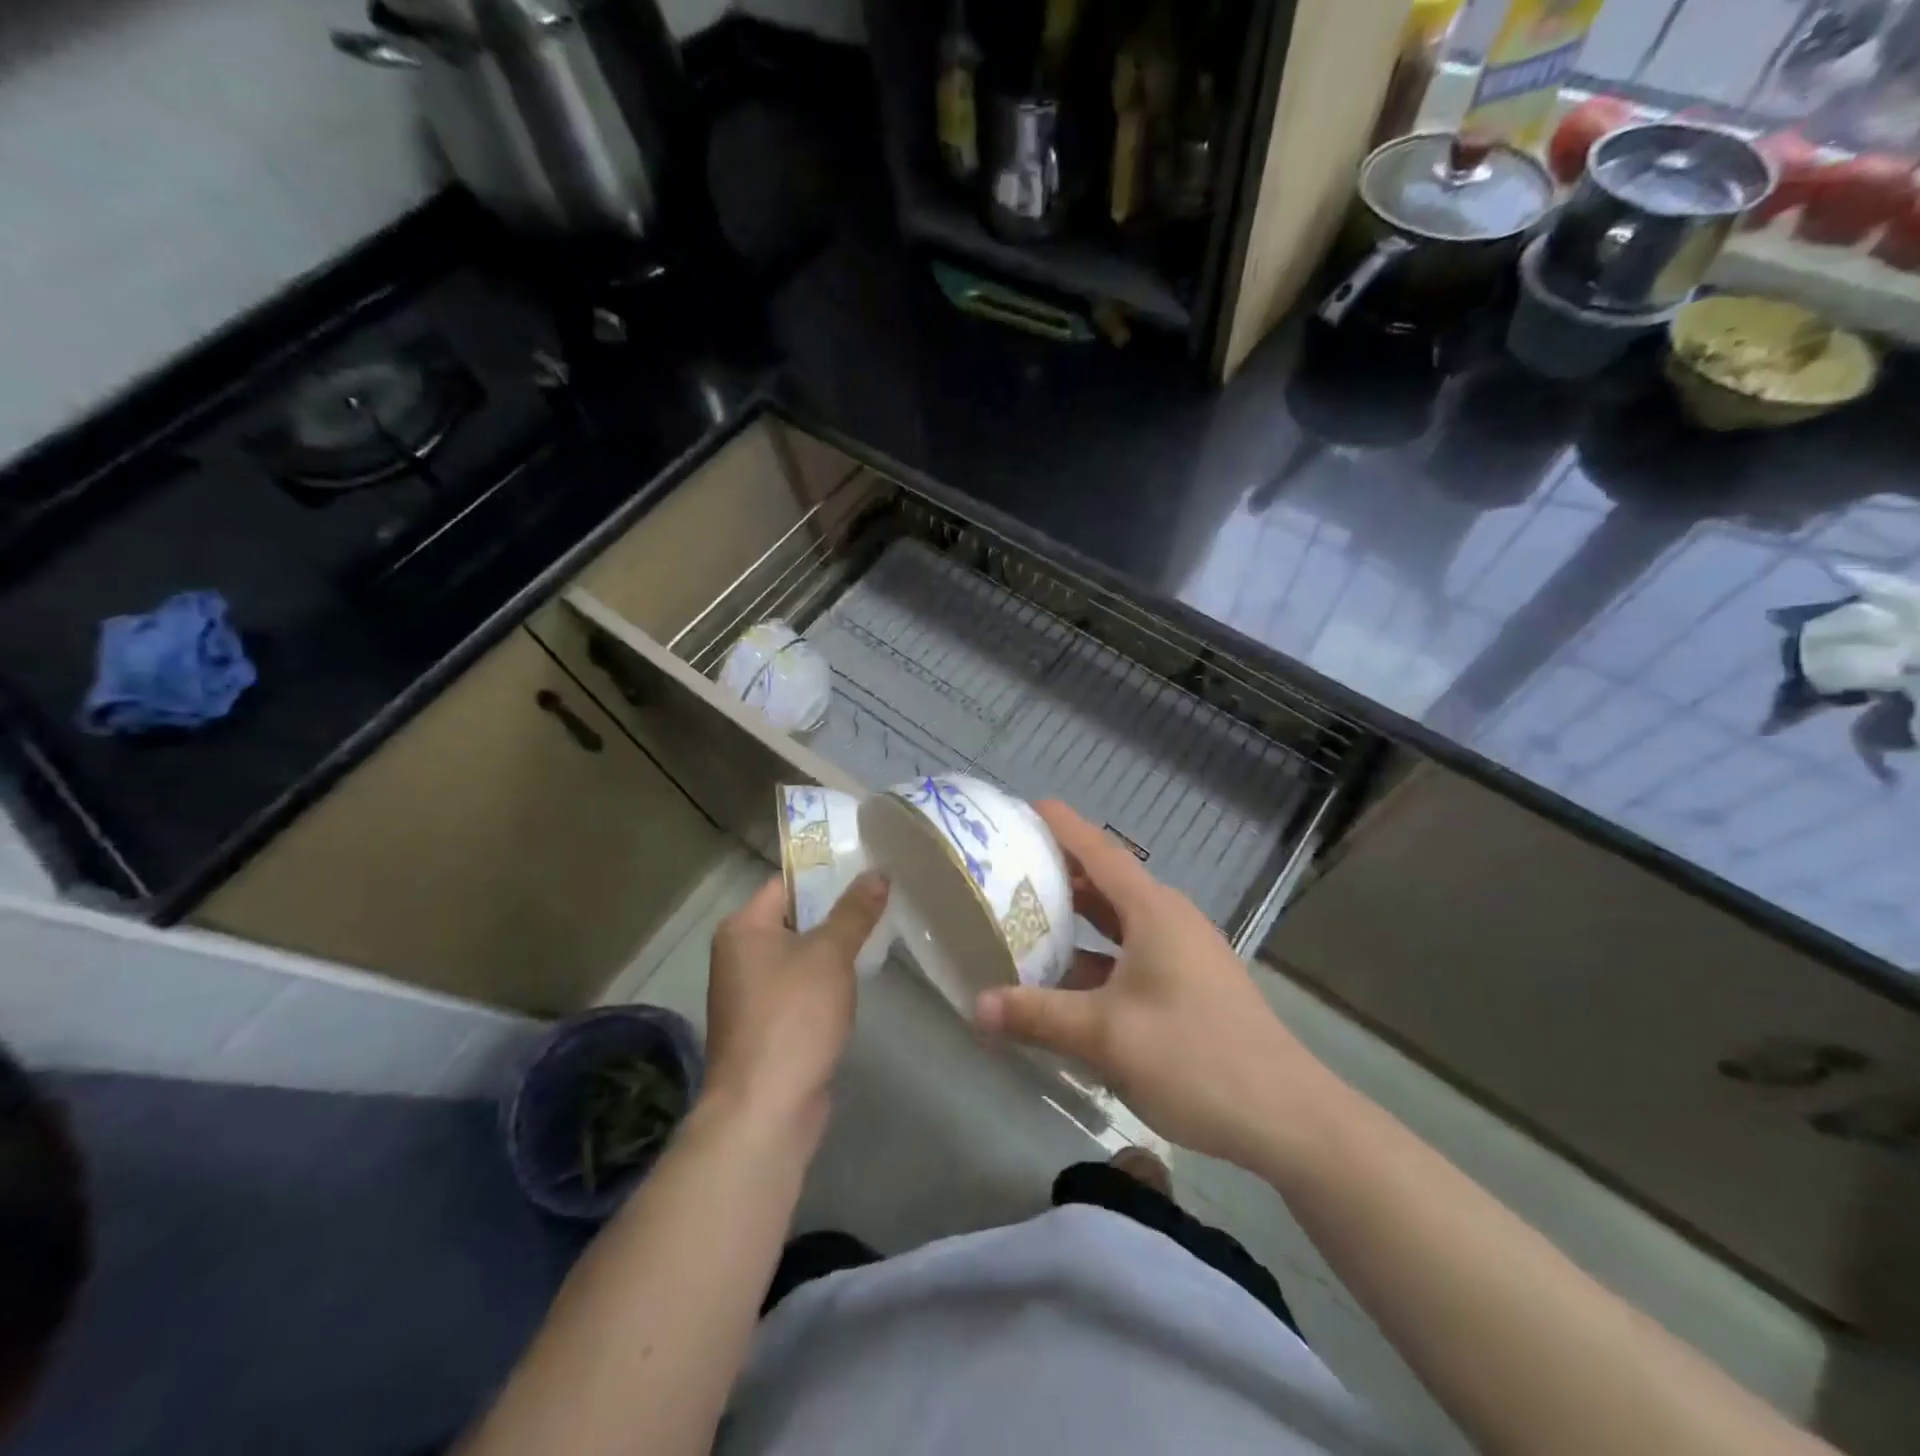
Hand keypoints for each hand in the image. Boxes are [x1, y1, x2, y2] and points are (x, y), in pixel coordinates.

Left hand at [703, 872, 887, 1135]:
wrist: (765, 1109)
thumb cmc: (793, 1018)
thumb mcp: (830, 955)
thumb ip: (854, 912)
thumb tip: (876, 873)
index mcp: (743, 928)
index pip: (787, 883)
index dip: (827, 873)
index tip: (870, 867)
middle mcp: (740, 954)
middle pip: (795, 917)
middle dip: (838, 910)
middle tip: (885, 897)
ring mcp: (753, 992)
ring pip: (802, 954)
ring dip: (836, 947)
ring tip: (881, 930)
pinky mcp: (769, 1024)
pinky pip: (802, 987)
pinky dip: (828, 980)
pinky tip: (860, 977)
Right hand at [974, 801, 1324, 1165]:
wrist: (1288, 1118)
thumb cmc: (1196, 1057)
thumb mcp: (1106, 1036)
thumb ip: (1038, 1016)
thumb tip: (976, 1006)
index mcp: (1153, 911)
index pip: (1099, 851)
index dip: (1061, 825)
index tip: (1022, 807)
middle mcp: (1170, 920)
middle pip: (1106, 882)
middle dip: (1059, 873)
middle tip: (1008, 868)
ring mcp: (1184, 954)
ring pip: (1119, 922)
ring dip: (1077, 919)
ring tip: (1026, 919)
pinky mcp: (1190, 985)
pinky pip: (1131, 954)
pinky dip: (1096, 957)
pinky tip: (1067, 983)